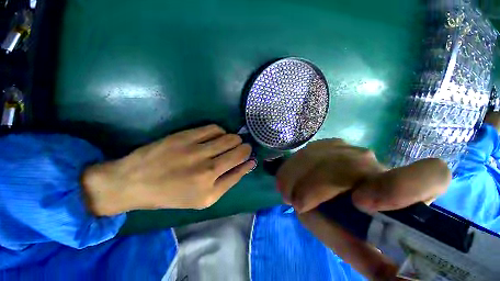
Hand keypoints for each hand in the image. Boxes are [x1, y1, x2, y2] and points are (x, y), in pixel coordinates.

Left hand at [83, 125, 255, 215]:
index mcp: (210, 190)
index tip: (251, 156)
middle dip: (245, 148)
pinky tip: (216, 136)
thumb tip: (247, 164)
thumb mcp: (203, 199)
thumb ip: (228, 181)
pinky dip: (220, 131)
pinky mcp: (186, 136)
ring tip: (229, 142)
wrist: (134, 182)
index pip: (241, 169)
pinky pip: (215, 128)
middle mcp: (207, 170)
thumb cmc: (171, 194)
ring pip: (230, 138)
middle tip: (241, 148)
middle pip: (239, 151)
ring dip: (234, 139)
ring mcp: (196, 151)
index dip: (248, 160)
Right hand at [276, 139, 450, 279]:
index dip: (401, 187)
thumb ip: (363, 254)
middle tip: (298, 204)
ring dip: (300, 176)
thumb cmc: (344, 221)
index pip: (430, 175)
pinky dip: (292, 167)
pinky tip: (287, 180)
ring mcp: (345, 149)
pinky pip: (305, 152)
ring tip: (288, 194)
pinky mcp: (324, 145)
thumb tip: (385, 275)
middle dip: (318, 186)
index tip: (362, 204)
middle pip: (349, 166)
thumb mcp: (352, 241)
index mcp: (399, 190)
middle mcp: (374, 163)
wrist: (324, 190)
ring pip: (321, 156)